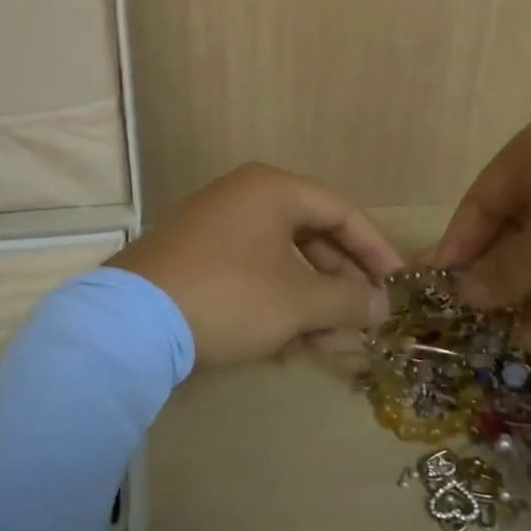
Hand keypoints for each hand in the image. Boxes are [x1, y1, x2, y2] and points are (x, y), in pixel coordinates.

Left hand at [110, 163, 404, 367]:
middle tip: (365, 319)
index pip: (342, 211)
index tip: (398, 285)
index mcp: (272, 189)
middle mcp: (243, 197)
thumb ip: (347, 300)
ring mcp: (215, 226)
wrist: (132, 323)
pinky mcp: (195, 258)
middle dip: (342, 282)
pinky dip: (277, 301)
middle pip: (312, 235)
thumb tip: (381, 305)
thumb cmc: (229, 296)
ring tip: (330, 341)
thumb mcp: (298, 301)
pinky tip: (289, 342)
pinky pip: (253, 272)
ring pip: (282, 259)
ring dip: (311, 299)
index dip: (377, 249)